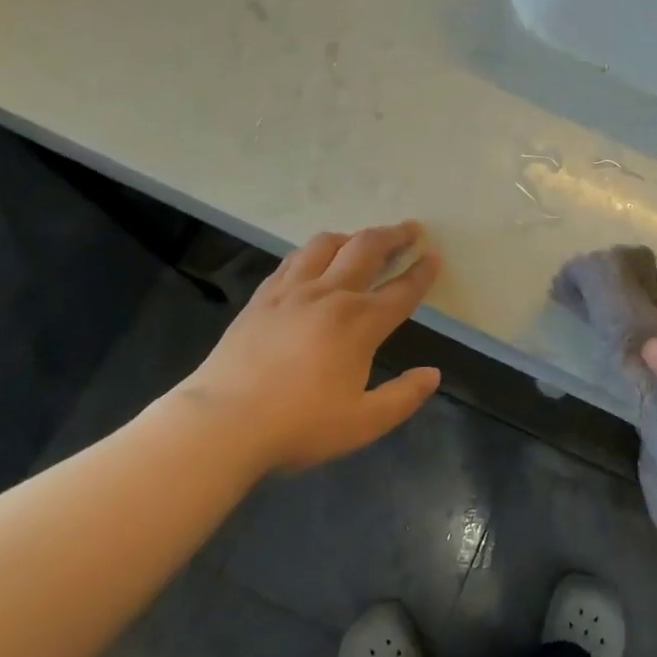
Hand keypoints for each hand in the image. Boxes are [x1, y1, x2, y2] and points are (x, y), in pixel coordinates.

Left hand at [165, 222, 442, 475]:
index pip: (401, 290)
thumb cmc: (298, 426)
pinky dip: (313, 251)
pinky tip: (313, 259)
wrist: (222, 423)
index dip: (422, 272)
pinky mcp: (262, 297)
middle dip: (394, 236)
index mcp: (359, 323)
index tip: (434, 256)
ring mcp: (292, 291)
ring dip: (352, 237)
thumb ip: (403, 397)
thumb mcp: (363, 423)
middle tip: (410, 229)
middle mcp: (330, 295)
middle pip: (367, 250)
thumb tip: (433, 374)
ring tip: (362, 240)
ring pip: (327, 245)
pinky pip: (293, 260)